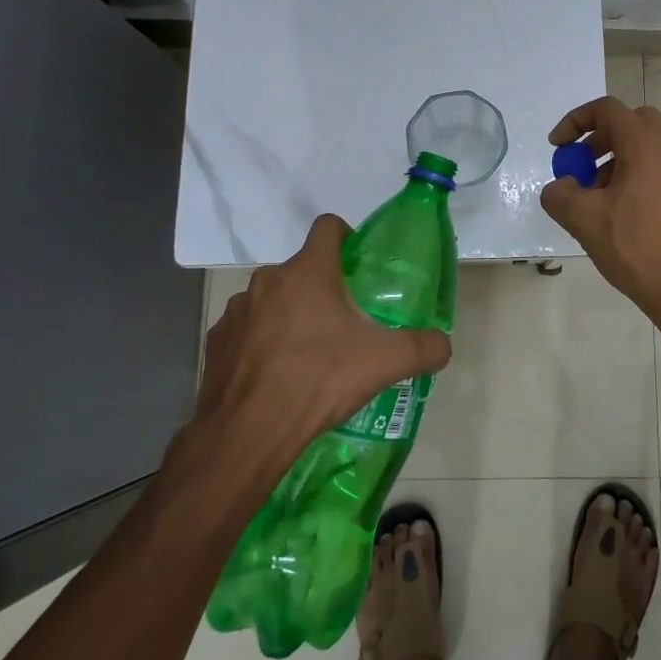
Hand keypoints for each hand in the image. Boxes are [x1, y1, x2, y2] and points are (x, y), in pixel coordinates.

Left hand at [191, 215, 452, 473]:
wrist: (248, 433)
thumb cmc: (319, 381)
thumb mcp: (385, 363)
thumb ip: (424, 348)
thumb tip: (443, 345)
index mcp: (309, 272)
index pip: (328, 226)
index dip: (347, 237)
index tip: (358, 266)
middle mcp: (268, 280)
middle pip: (302, 268)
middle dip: (322, 287)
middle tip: (343, 323)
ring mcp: (237, 310)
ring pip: (272, 299)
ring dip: (290, 314)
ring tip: (308, 354)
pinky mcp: (217, 341)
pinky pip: (246, 329)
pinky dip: (262, 342)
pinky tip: (275, 375)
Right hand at [540, 96, 660, 318]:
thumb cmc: (637, 247)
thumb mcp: (585, 220)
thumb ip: (560, 195)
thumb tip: (560, 187)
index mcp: (645, 144)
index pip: (606, 109)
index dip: (575, 122)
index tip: (557, 148)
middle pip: (630, 122)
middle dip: (598, 138)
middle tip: (580, 166)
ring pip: (645, 146)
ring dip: (615, 159)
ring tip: (595, 198)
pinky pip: (658, 168)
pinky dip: (634, 175)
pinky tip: (619, 214)